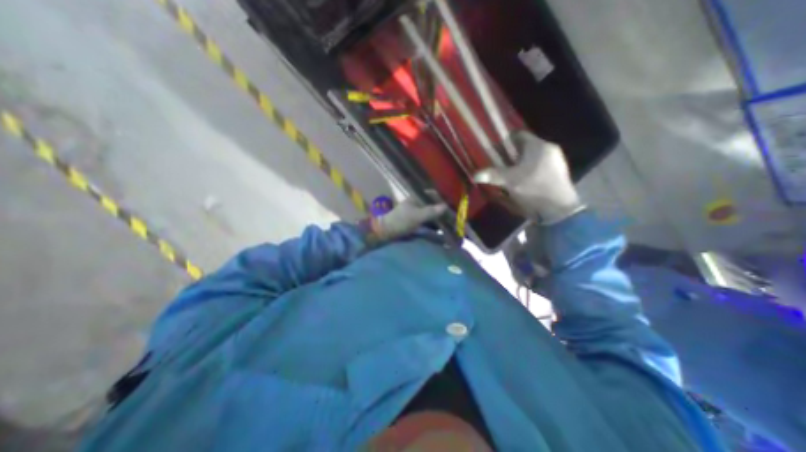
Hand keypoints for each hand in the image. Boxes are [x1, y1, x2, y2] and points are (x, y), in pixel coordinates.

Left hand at [372, 197, 446, 239]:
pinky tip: (439, 228)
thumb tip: (445, 206)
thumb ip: (431, 211)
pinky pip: (426, 220)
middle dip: (441, 209)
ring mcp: (414, 212)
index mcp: (415, 198)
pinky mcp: (414, 221)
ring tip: (449, 222)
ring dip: (437, 217)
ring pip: (429, 212)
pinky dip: (433, 223)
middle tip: (452, 215)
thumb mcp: (417, 216)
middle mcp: (416, 203)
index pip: (431, 194)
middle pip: (431, 204)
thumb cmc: (400, 221)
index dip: (441, 198)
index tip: (451, 204)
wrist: (385, 231)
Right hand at [474, 130, 582, 222]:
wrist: (559, 209)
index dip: (505, 141)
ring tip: (511, 175)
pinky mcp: (560, 173)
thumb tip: (474, 175)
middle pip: (526, 147)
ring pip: (534, 157)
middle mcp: (550, 148)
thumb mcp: (509, 181)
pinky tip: (524, 182)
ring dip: (521, 163)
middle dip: (512, 155)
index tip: (496, 151)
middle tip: (501, 164)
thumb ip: (492, 175)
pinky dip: (530, 170)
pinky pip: (541, 166)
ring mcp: (557, 161)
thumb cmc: (533, 188)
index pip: (519, 135)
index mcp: (538, 145)